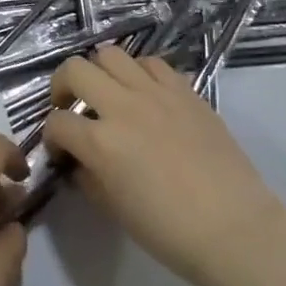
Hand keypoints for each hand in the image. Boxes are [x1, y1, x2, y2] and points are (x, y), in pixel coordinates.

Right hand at [46, 46, 285, 285]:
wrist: (234, 227)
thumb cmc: (169, 230)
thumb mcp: (114, 209)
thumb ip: (89, 177)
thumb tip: (79, 161)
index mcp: (101, 142)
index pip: (58, 123)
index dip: (51, 137)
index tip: (60, 151)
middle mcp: (123, 106)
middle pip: (75, 69)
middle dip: (62, 86)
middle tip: (70, 106)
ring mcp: (156, 92)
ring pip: (111, 54)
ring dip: (99, 72)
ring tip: (107, 93)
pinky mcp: (185, 89)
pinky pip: (152, 63)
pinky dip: (139, 73)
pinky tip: (144, 94)